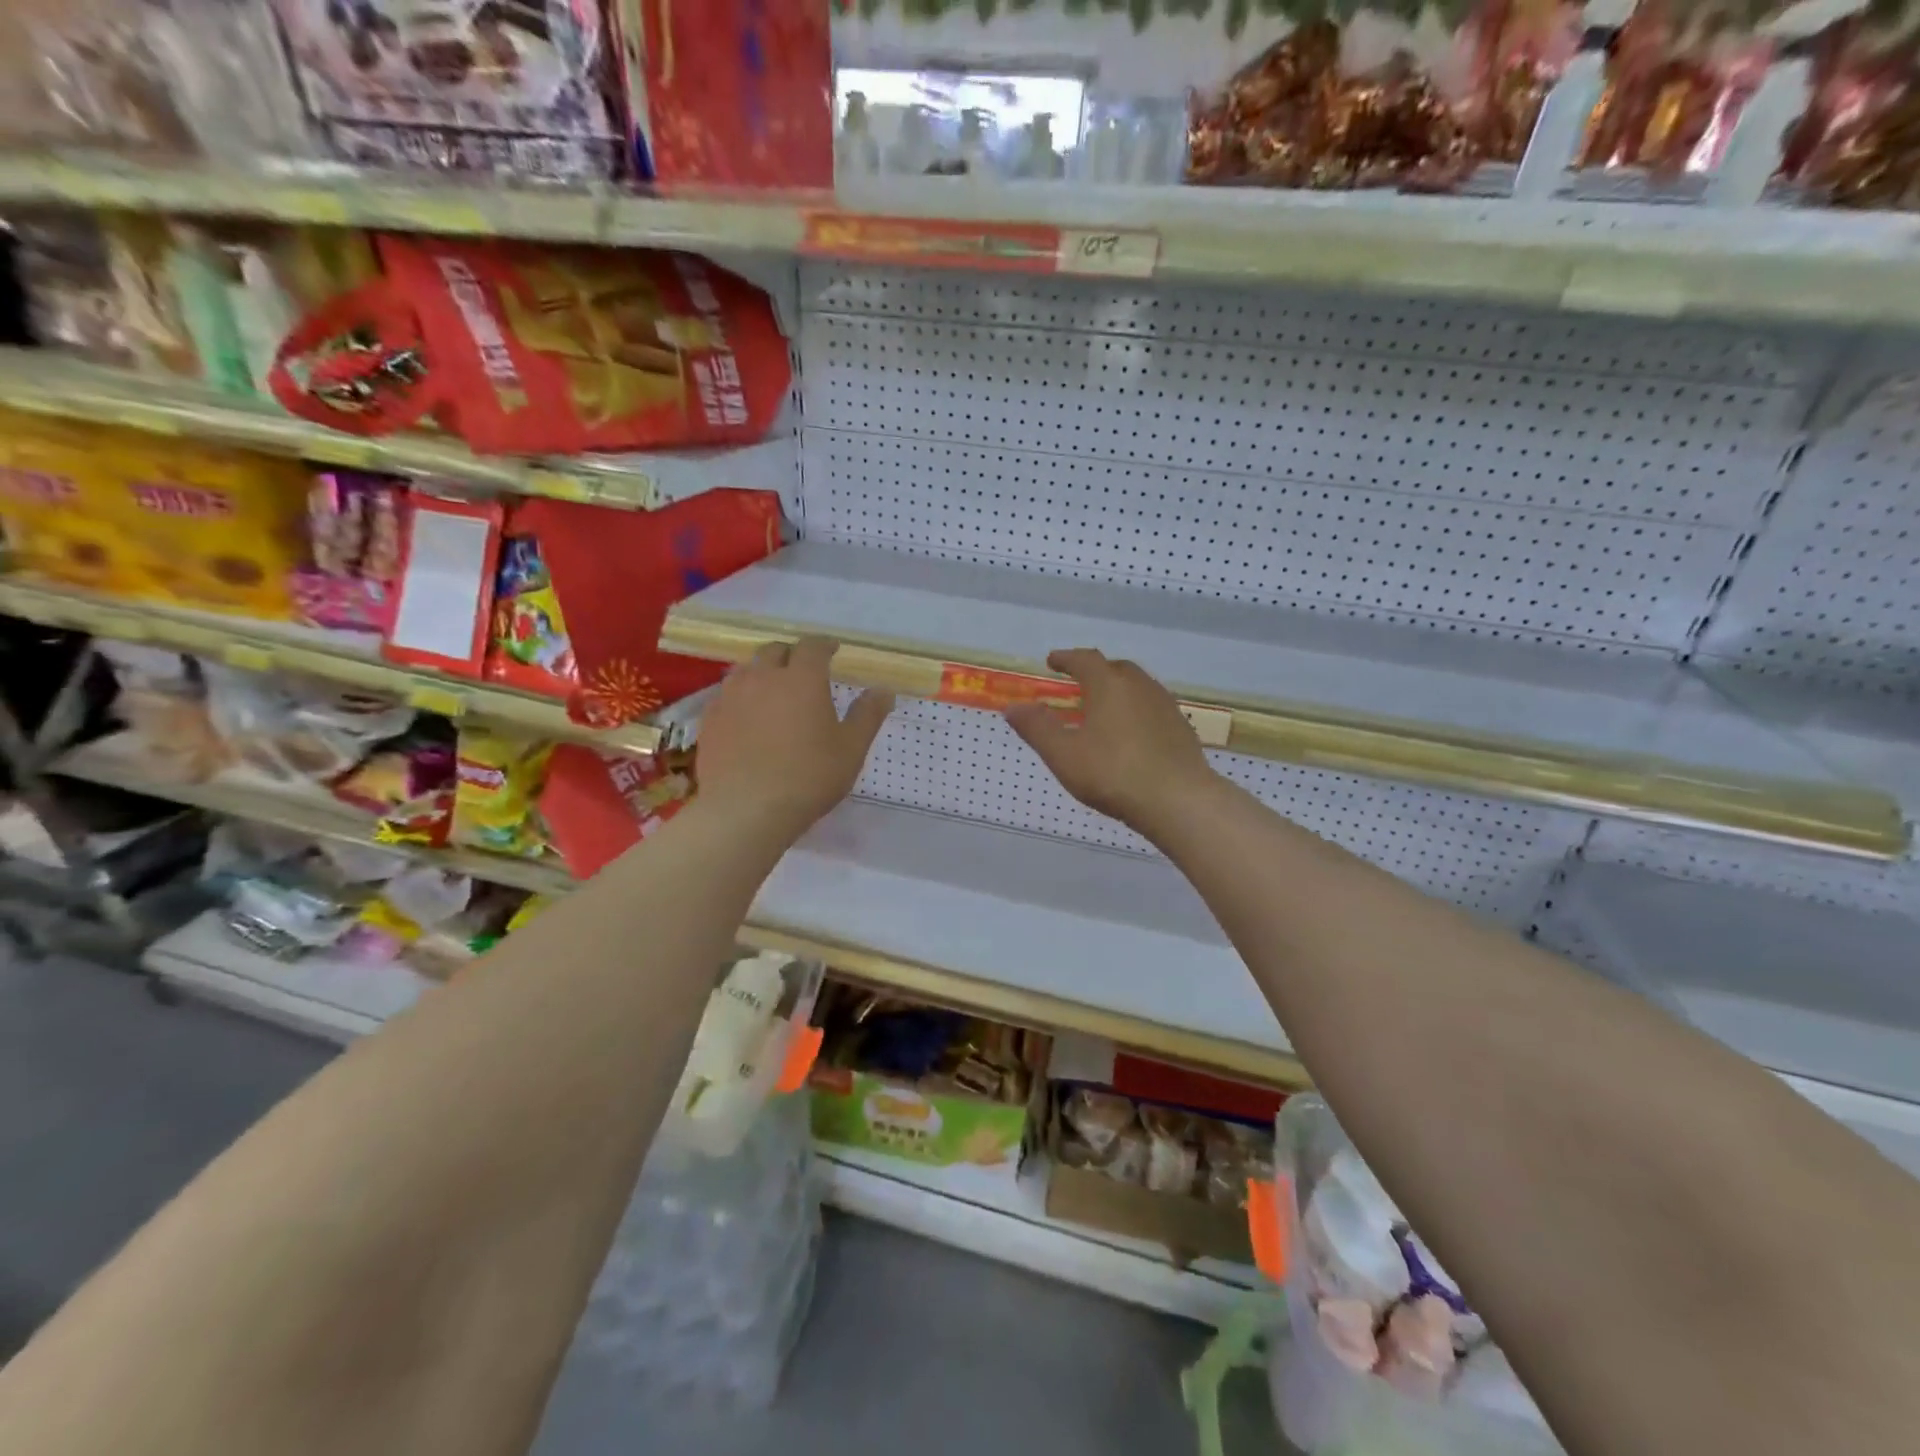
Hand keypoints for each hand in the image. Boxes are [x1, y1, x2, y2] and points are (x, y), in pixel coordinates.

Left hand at [696, 638, 893, 839]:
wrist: (744, 810)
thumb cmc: (808, 777)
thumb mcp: (851, 749)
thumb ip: (868, 715)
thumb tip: (884, 690)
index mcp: (802, 679)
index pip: (813, 647)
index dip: (824, 645)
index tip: (832, 650)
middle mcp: (763, 677)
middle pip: (775, 651)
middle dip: (791, 655)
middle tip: (803, 671)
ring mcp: (730, 697)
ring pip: (747, 670)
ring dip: (763, 673)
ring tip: (773, 691)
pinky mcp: (709, 719)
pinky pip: (726, 696)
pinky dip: (740, 698)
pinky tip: (746, 718)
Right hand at [1004, 649, 1217, 835]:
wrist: (1179, 801)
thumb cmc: (1114, 774)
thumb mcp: (1064, 755)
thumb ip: (1037, 728)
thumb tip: (1014, 707)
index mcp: (1109, 685)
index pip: (1085, 660)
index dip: (1066, 658)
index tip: (1052, 661)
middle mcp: (1140, 686)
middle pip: (1115, 668)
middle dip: (1094, 672)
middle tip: (1078, 684)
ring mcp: (1165, 706)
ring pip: (1138, 687)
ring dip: (1118, 690)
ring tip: (1103, 709)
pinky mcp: (1181, 728)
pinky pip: (1152, 708)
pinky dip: (1136, 710)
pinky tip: (1131, 734)